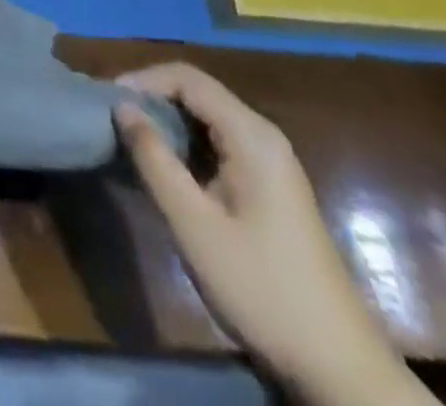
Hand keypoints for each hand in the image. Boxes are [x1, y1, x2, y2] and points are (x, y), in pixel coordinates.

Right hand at [114, 64, 427, 405]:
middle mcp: (264, 137)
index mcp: (251, 136)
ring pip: (208, 119)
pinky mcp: (270, 187)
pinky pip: (220, 145)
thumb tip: (122, 107)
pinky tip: (165, 169)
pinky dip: (187, 146)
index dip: (143, 80)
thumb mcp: (193, 224)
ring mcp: (271, 163)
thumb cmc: (261, 288)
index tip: (107, 100)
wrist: (338, 367)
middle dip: (153, 98)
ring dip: (168, 123)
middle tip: (113, 119)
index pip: (188, 79)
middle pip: (199, 93)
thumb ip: (154, 159)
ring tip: (129, 140)